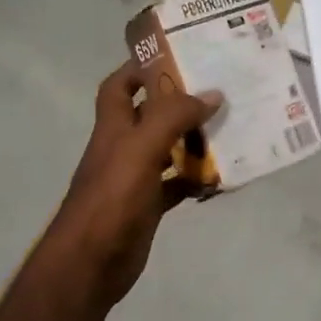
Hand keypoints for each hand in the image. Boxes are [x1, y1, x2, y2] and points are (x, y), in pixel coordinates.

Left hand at [47, 61, 222, 306]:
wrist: (90, 264)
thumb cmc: (112, 200)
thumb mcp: (141, 149)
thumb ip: (173, 118)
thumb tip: (212, 94)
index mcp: (114, 128)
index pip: (119, 86)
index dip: (140, 68)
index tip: (176, 57)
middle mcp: (122, 148)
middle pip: (149, 116)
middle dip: (179, 103)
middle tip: (218, 91)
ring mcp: (134, 179)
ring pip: (167, 150)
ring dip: (193, 140)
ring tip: (229, 129)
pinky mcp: (147, 207)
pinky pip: (176, 186)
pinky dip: (195, 180)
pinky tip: (220, 177)